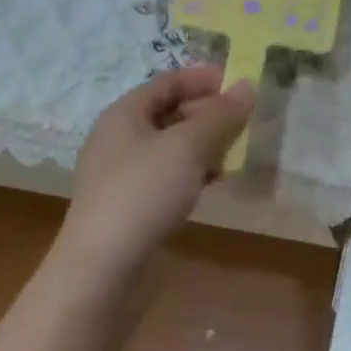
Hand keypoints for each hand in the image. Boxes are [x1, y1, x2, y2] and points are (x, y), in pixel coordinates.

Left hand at [58, 66, 254, 272]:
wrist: (102, 272)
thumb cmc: (144, 193)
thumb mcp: (189, 146)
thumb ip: (221, 114)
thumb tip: (249, 85)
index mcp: (124, 115)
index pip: (167, 82)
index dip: (203, 78)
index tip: (238, 83)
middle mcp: (120, 139)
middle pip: (170, 112)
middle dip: (208, 112)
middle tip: (243, 119)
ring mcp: (124, 175)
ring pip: (172, 146)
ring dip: (205, 143)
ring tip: (235, 150)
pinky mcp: (132, 206)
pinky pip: (169, 175)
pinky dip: (194, 171)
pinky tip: (216, 181)